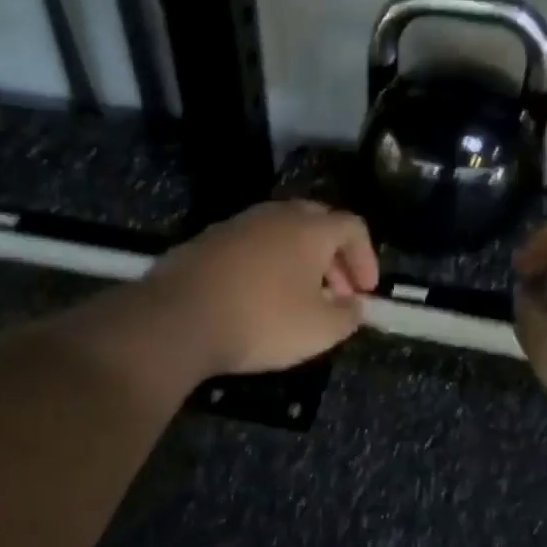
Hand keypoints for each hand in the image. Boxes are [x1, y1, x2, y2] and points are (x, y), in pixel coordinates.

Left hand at [145, 200, 379, 375]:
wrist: (179, 318)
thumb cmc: (262, 321)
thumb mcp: (319, 330)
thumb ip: (348, 316)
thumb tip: (356, 307)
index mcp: (309, 229)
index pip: (352, 227)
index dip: (366, 258)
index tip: (366, 292)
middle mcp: (274, 215)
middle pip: (316, 224)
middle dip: (334, 258)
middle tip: (337, 293)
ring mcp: (236, 225)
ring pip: (280, 233)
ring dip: (299, 262)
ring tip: (299, 298)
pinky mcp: (206, 241)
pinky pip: (251, 246)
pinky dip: (267, 266)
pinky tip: (258, 298)